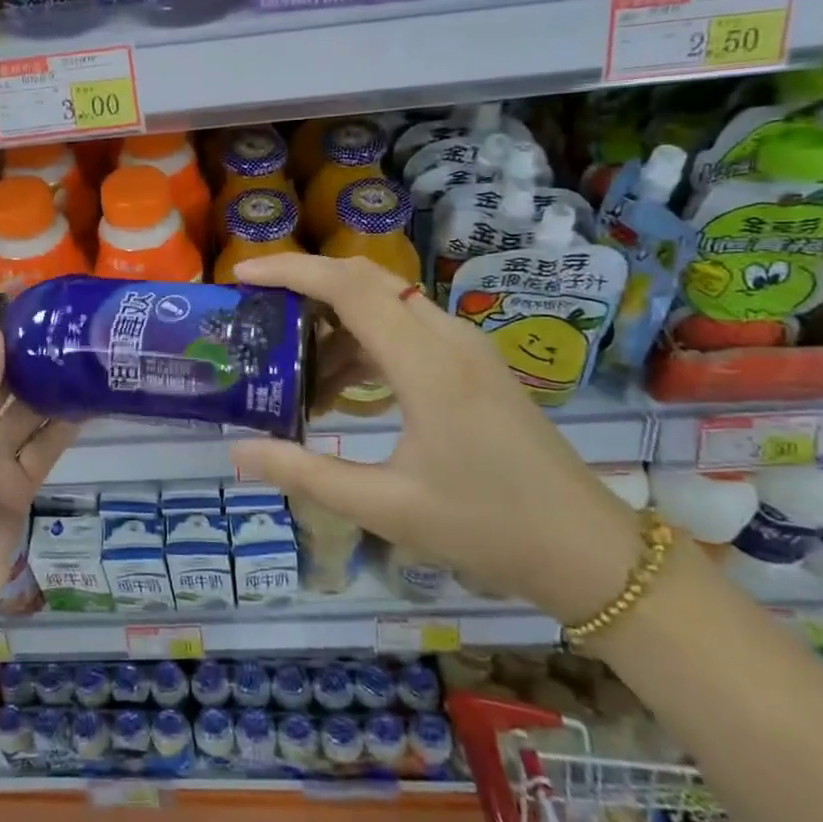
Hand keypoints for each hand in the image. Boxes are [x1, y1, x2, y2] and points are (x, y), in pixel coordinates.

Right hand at [227, 253, 640, 623]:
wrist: (587, 550)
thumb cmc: (487, 527)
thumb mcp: (385, 506)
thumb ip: (305, 473)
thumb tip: (235, 453)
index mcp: (427, 364)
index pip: (348, 287)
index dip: (291, 271)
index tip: (242, 274)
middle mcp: (448, 338)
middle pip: (365, 280)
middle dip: (305, 284)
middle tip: (257, 310)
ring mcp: (466, 348)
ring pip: (385, 304)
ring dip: (334, 323)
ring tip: (293, 371)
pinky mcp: (473, 365)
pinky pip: (406, 330)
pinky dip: (363, 344)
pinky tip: (341, 392)